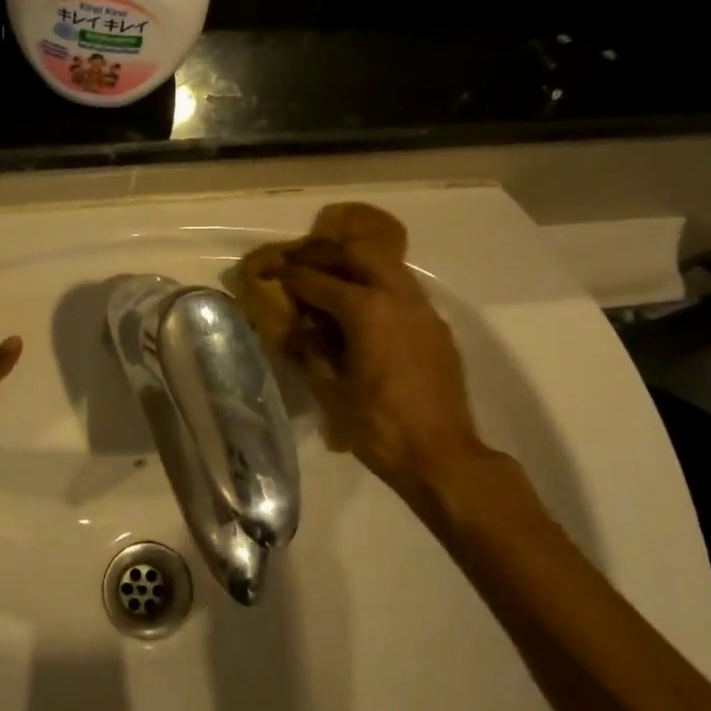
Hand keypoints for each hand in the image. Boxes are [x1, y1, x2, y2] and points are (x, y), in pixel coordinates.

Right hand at [276, 237, 484, 494]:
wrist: (440, 456)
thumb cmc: (377, 426)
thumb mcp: (330, 390)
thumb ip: (310, 350)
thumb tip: (296, 328)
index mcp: (367, 310)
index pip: (319, 281)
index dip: (290, 275)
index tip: (270, 271)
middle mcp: (398, 297)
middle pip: (358, 255)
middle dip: (325, 254)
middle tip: (298, 260)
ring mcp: (423, 310)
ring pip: (387, 266)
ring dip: (355, 265)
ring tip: (329, 277)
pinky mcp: (436, 327)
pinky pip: (404, 290)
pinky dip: (377, 285)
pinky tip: (362, 307)